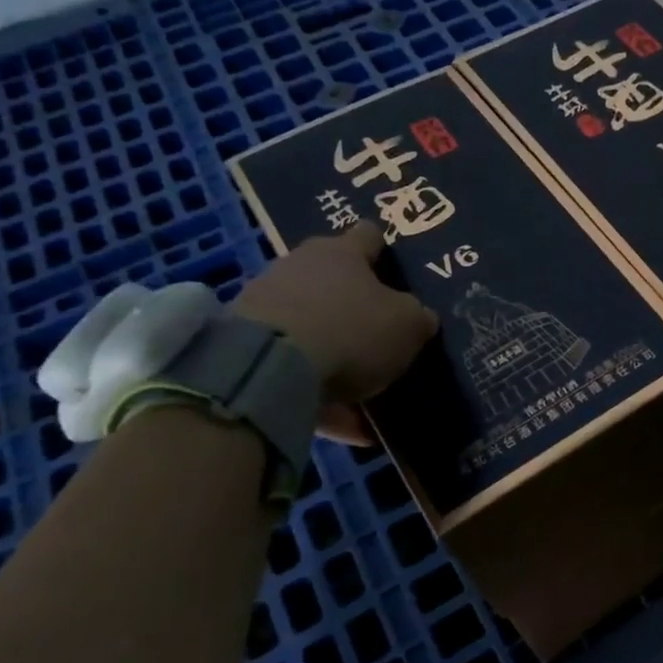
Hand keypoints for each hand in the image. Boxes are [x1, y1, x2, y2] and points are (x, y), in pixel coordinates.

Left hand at [235, 222, 437, 444]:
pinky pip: (292, 369)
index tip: (397, 274)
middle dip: (356, 307)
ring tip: (366, 396)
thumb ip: (417, 317)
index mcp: (342, 253)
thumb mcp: (408, 325)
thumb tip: (419, 317)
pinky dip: (319, 394)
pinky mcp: (242, 346)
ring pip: (312, 327)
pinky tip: (347, 427)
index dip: (385, 252)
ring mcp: (264, 304)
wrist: (267, 368)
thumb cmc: (352, 330)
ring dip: (336, 354)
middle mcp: (299, 267)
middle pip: (334, 282)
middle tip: (382, 338)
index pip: (369, 236)